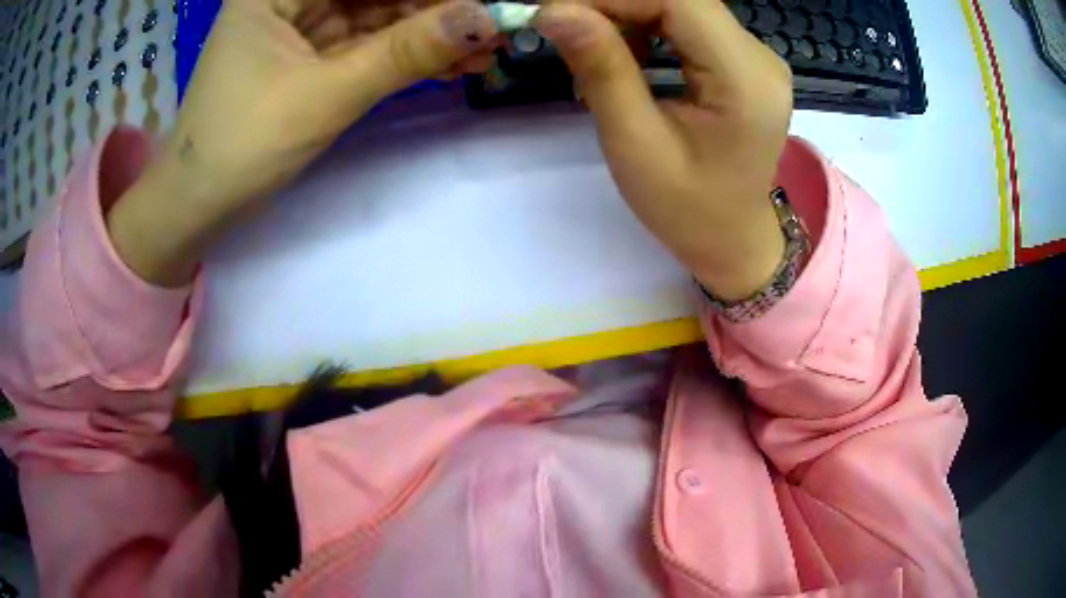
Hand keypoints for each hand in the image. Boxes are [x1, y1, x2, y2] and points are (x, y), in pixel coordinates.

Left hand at [108, 0, 498, 285]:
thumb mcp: (326, 95)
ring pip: (379, 14)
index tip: (483, 2)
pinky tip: (452, 62)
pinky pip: (369, 42)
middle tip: (494, 23)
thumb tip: (487, 16)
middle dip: (435, 7)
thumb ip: (406, 51)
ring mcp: (302, 23)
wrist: (199, 208)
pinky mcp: (312, 52)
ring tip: (486, 49)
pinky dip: (406, 53)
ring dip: (430, 32)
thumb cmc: (241, 147)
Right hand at [535, 0, 792, 299]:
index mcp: (745, 81)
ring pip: (681, 5)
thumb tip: (552, 10)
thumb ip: (601, 68)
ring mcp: (756, 57)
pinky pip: (689, 23)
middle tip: (563, 26)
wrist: (733, 239)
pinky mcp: (744, 61)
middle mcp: (760, 57)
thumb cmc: (687, 208)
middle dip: (614, 4)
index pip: (677, 1)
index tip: (554, 11)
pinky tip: (628, 56)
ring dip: (627, 15)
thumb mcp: (635, 144)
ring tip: (593, 50)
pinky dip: (648, 27)